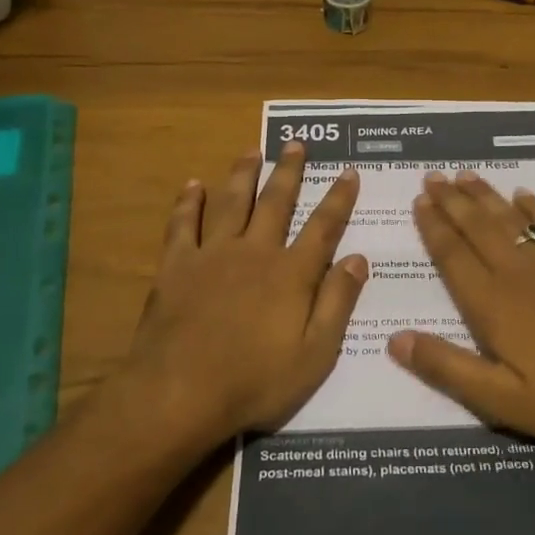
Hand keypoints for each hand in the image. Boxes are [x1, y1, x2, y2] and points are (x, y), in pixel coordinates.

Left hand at [121, 143, 366, 445]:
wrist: (180, 392)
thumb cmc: (255, 380)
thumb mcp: (314, 354)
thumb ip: (337, 303)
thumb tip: (358, 259)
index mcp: (291, 274)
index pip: (323, 227)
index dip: (339, 198)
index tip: (348, 171)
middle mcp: (255, 252)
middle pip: (276, 202)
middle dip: (289, 171)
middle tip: (295, 143)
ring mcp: (212, 255)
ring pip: (232, 203)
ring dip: (244, 174)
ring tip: (252, 150)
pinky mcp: (176, 266)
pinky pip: (183, 225)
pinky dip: (189, 203)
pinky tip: (193, 185)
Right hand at [387, 170, 534, 454]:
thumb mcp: (502, 400)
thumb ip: (448, 368)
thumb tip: (395, 339)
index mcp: (493, 306)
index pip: (453, 257)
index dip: (434, 228)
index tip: (419, 202)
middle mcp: (519, 274)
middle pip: (478, 229)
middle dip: (453, 202)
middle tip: (433, 176)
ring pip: (510, 221)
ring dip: (485, 197)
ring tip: (465, 175)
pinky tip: (523, 194)